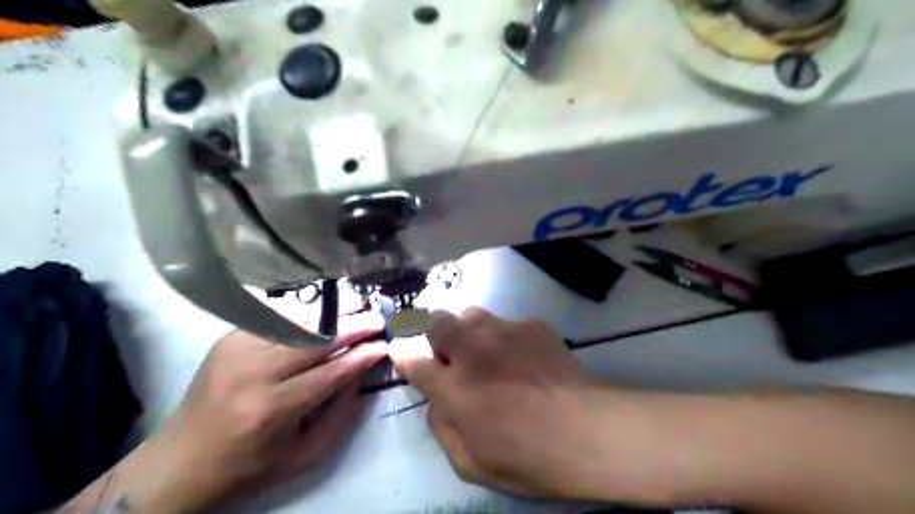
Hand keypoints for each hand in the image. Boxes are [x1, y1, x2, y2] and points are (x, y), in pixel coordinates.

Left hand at [152, 311, 384, 511]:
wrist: (181, 462)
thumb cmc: (250, 465)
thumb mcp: (304, 455)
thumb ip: (341, 415)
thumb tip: (362, 372)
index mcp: (273, 410)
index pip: (330, 373)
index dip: (361, 356)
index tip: (384, 345)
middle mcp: (254, 374)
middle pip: (315, 340)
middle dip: (352, 326)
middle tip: (377, 319)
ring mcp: (237, 350)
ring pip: (296, 322)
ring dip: (331, 313)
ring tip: (356, 307)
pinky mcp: (228, 339)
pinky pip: (274, 316)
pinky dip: (303, 312)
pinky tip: (323, 311)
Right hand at [386, 306, 601, 500]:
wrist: (587, 431)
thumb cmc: (527, 458)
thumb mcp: (471, 463)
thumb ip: (442, 428)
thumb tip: (437, 402)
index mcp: (452, 387)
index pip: (411, 359)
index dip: (404, 355)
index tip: (406, 354)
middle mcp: (471, 351)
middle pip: (437, 322)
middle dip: (437, 335)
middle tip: (453, 354)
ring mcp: (503, 332)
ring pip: (472, 315)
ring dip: (471, 331)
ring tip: (489, 351)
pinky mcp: (532, 325)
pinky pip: (509, 324)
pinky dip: (508, 337)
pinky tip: (527, 357)